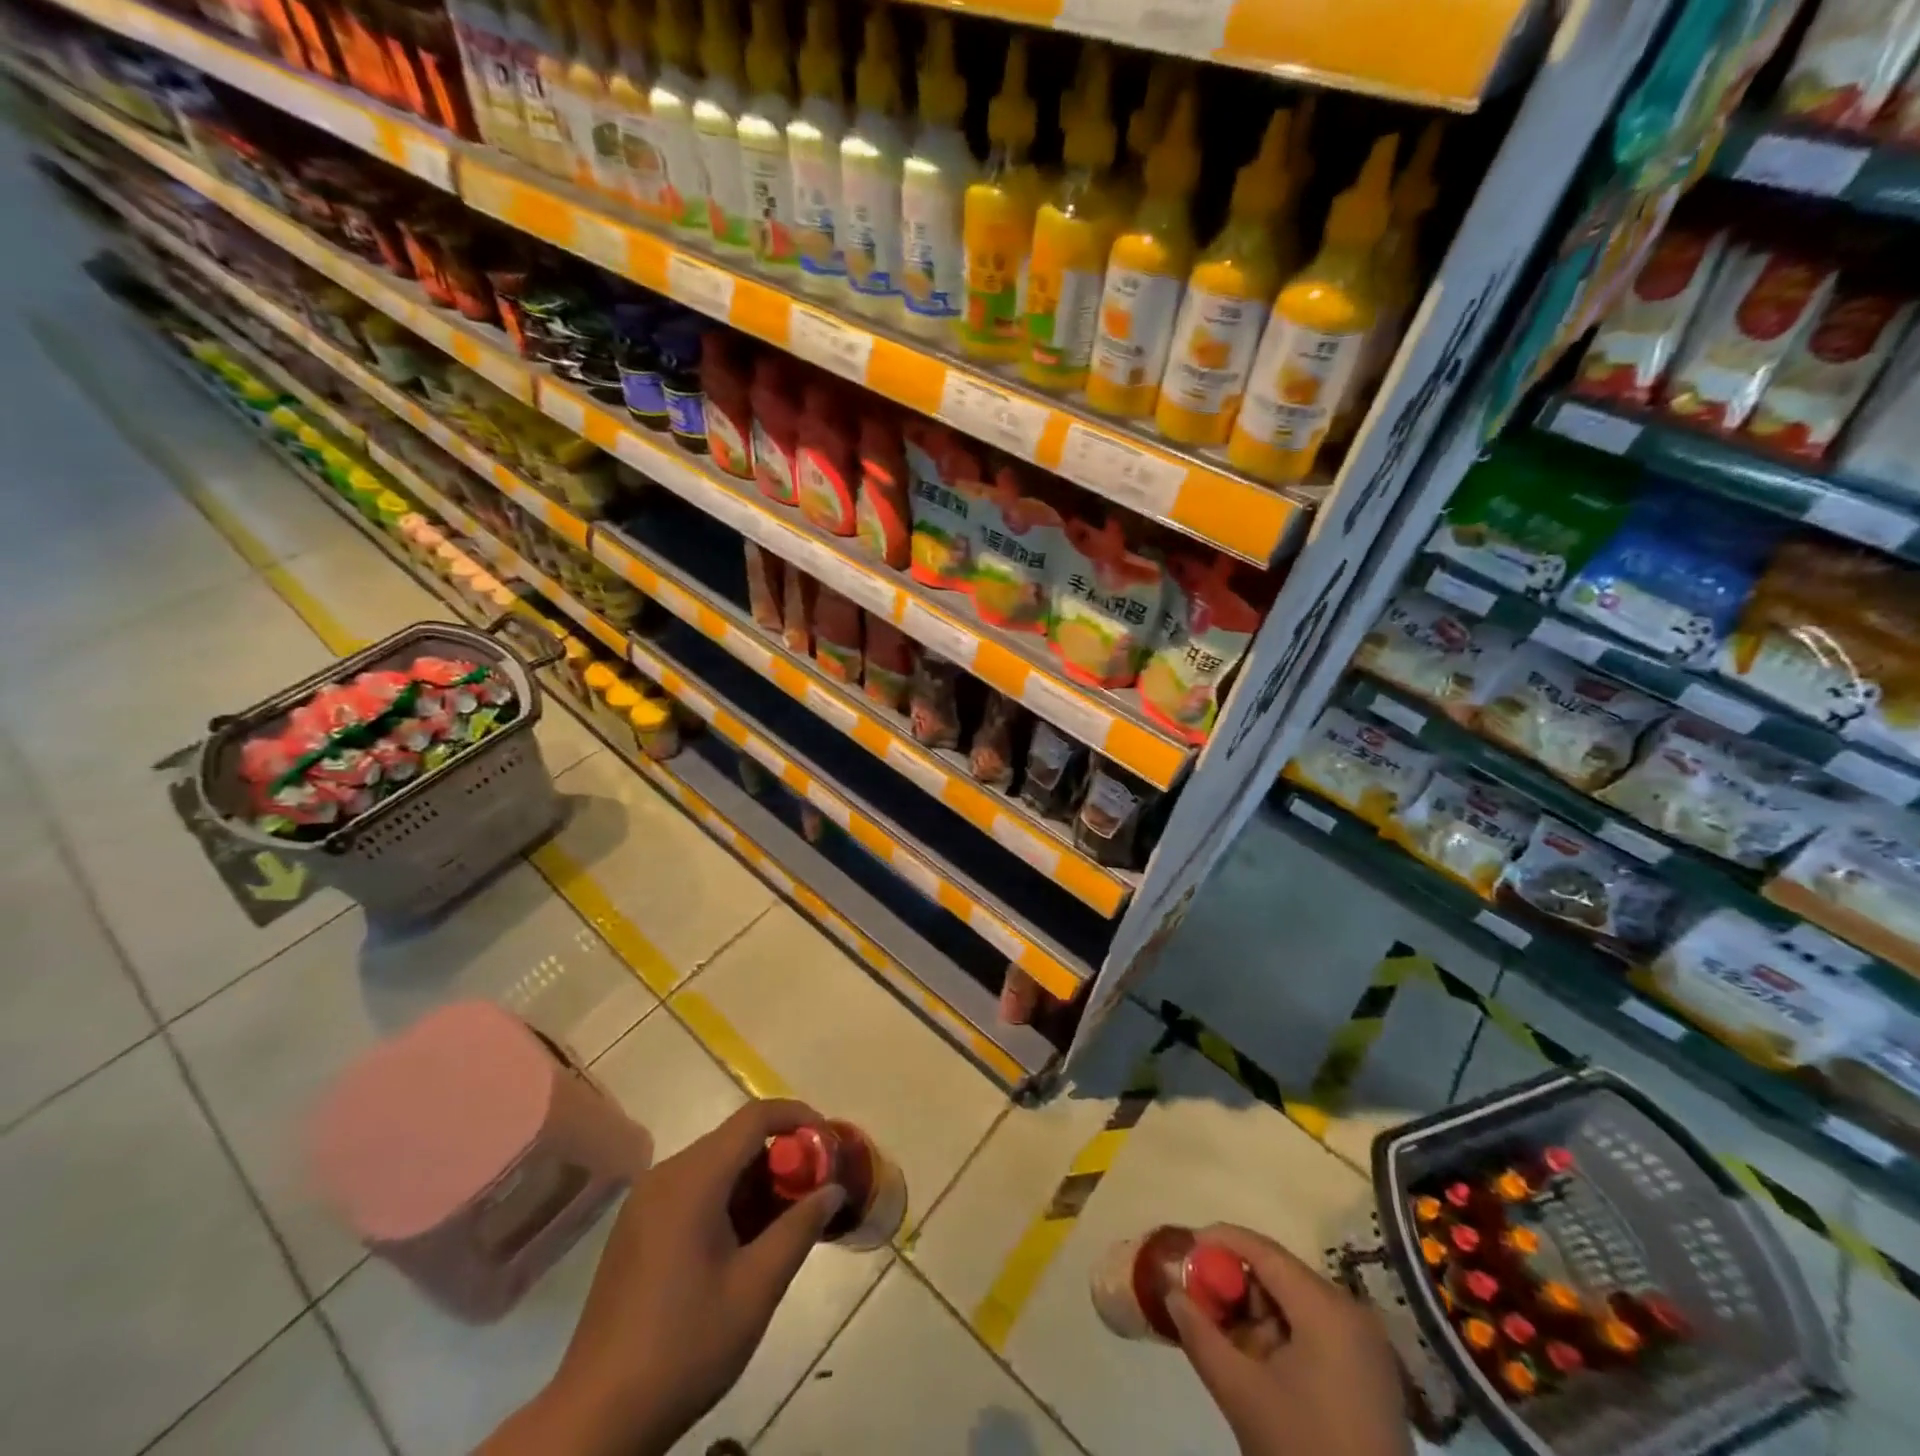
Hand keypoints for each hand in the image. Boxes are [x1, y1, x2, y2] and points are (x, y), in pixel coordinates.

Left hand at [480, 1099, 844, 1455]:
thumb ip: (799, 1229)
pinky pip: (694, 1191)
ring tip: (790, 1220)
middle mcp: (665, 1177)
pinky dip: (729, 1199)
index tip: (829, 1144)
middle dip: (782, 1157)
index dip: (798, 1118)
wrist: (596, 1420)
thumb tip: (833, 1190)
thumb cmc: (683, 1348)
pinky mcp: (637, 1229)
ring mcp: (646, 1203)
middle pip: (735, 1140)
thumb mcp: (756, 1289)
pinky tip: (748, 1242)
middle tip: (817, 1190)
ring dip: (757, 1182)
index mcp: (692, 1180)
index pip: (754, 1118)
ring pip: (716, 1166)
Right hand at [1167, 1224, 1412, 1455]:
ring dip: (1256, 1315)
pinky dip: (1281, 1335)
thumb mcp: (1242, 1393)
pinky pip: (1315, 1329)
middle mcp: (1351, 1312)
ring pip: (1294, 1303)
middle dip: (1235, 1287)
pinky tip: (1259, 1364)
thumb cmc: (1305, 1451)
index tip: (1182, 1249)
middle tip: (1200, 1304)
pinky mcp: (1370, 1371)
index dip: (1219, 1242)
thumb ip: (1199, 1334)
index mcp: (1326, 1308)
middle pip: (1279, 1275)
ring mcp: (1365, 1343)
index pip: (1263, 1250)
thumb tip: (1169, 1290)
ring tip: (1228, 1344)